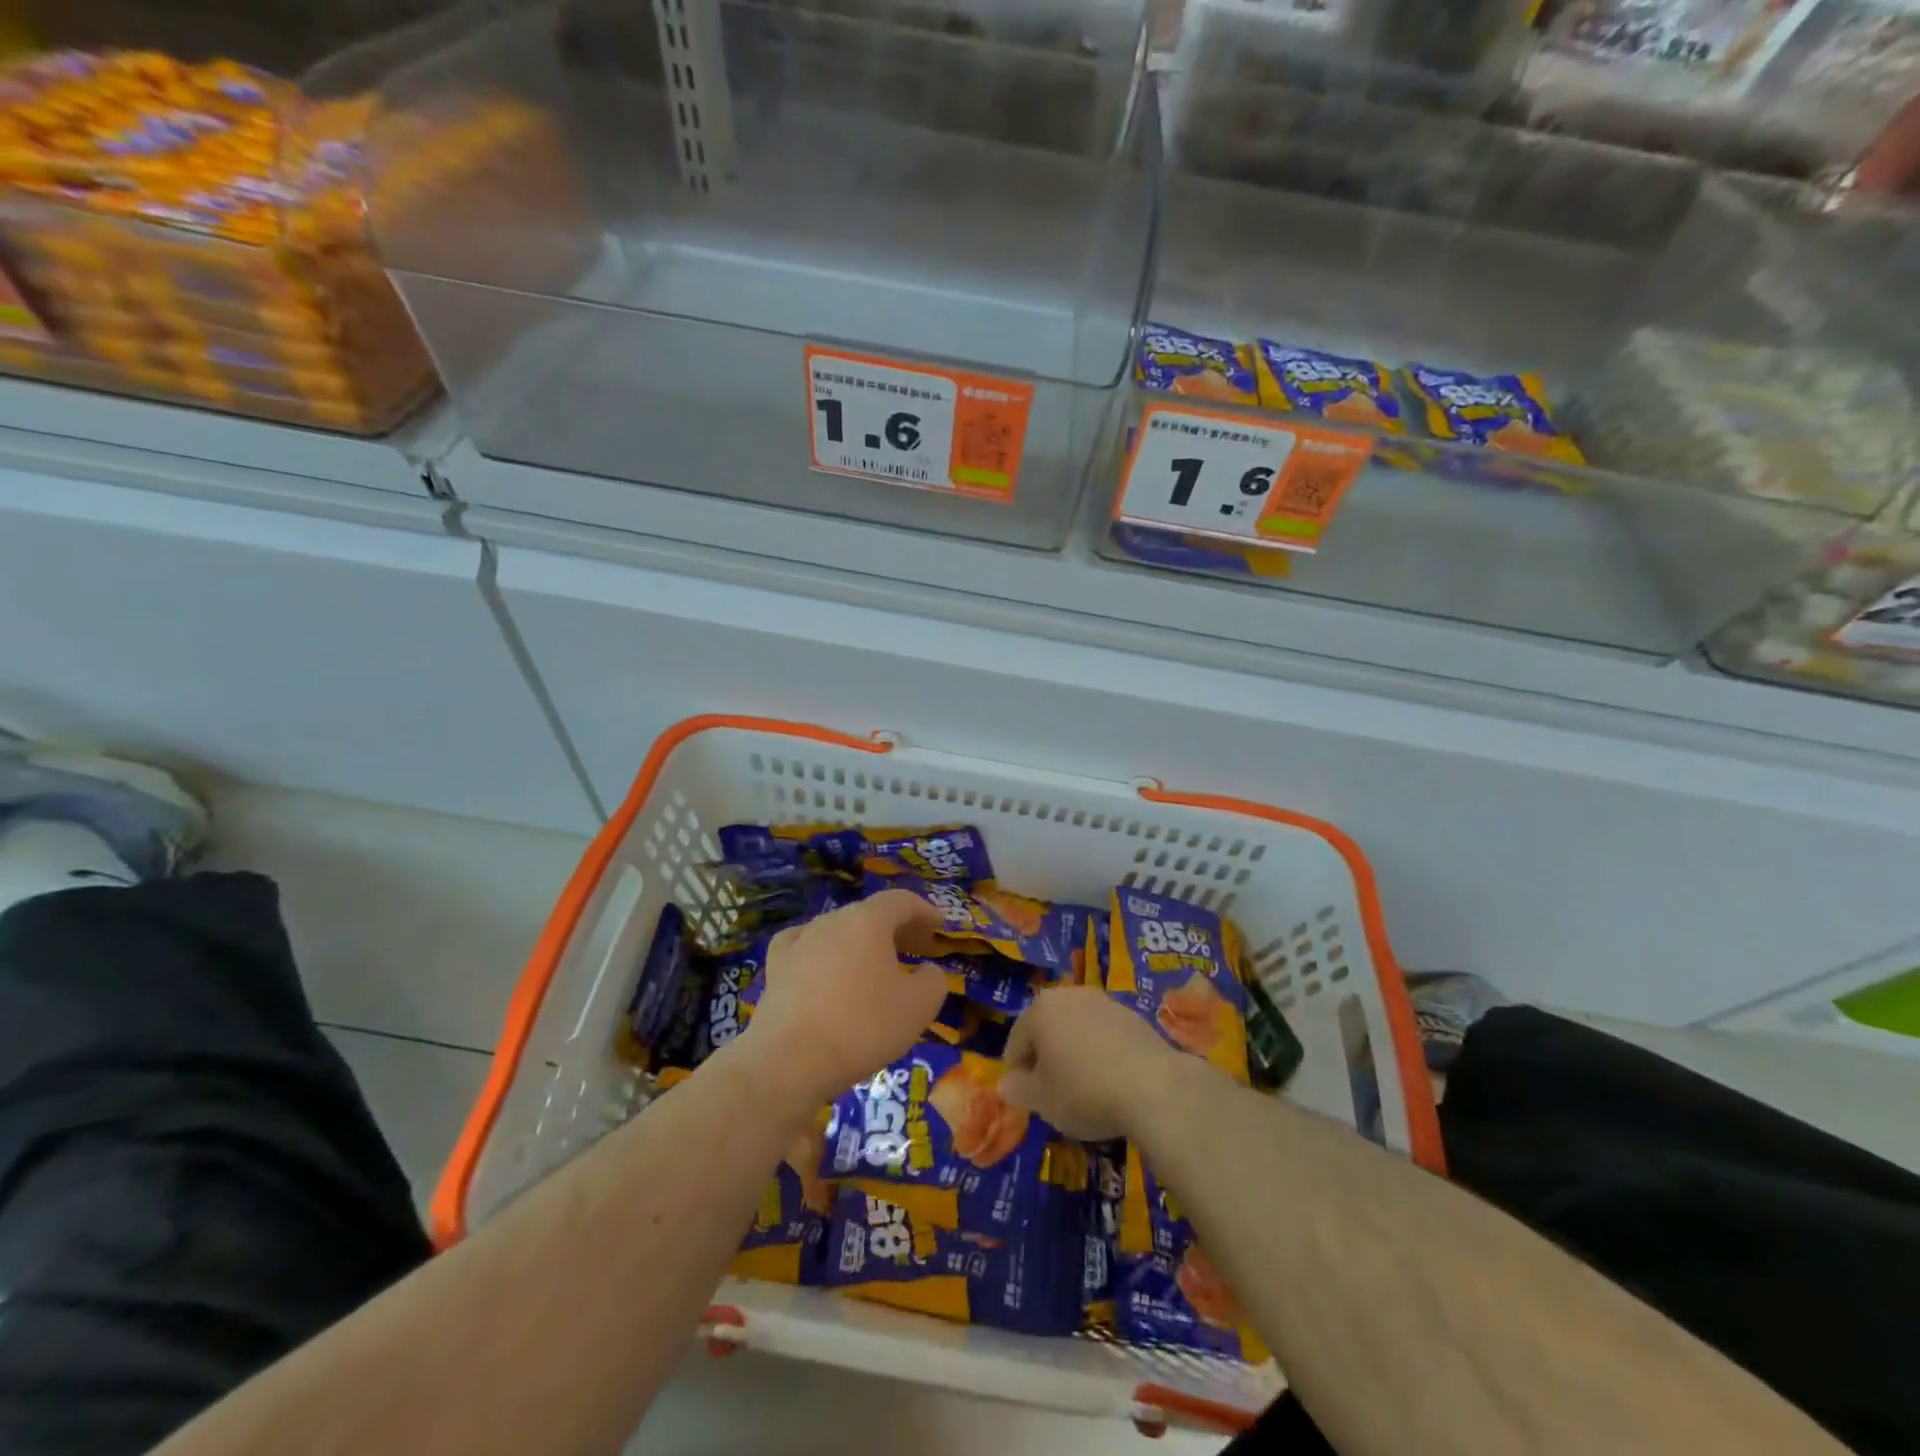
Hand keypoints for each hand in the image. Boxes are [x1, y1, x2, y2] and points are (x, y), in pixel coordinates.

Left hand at [737, 890, 947, 1108]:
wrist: (790, 1059)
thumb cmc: (863, 1026)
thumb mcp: (919, 1006)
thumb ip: (933, 981)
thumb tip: (926, 971)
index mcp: (868, 920)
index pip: (901, 901)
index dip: (924, 911)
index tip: (939, 927)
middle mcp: (832, 920)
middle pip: (870, 914)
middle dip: (896, 928)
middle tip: (916, 949)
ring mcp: (800, 941)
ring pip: (839, 931)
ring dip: (861, 943)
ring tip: (874, 966)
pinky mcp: (776, 967)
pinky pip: (805, 948)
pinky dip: (822, 953)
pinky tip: (823, 966)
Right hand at [999, 986, 1184, 1141]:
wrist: (1153, 1087)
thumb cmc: (1084, 1091)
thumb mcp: (1042, 1101)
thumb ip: (1018, 1090)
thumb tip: (1006, 1084)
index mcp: (1040, 1009)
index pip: (1017, 1039)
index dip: (1017, 1069)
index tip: (1026, 1095)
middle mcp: (1070, 995)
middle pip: (1047, 1026)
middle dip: (1046, 1055)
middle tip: (1051, 1089)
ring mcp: (1104, 1002)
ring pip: (1077, 1027)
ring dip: (1074, 1050)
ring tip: (1082, 1085)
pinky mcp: (1132, 1015)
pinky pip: (1104, 1033)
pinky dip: (1100, 1051)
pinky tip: (1110, 1079)